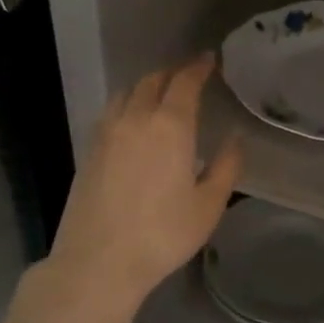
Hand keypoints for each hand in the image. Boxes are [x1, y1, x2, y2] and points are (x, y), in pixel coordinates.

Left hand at [14, 55, 241, 322]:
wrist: (98, 262)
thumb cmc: (163, 235)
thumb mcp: (208, 206)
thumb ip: (226, 167)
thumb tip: (234, 139)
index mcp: (169, 126)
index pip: (184, 82)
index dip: (198, 67)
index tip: (209, 60)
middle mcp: (135, 119)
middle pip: (152, 81)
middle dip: (172, 73)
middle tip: (188, 76)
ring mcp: (106, 133)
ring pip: (126, 93)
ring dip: (146, 86)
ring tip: (160, 96)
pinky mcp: (89, 151)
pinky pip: (111, 113)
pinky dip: (127, 105)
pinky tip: (134, 124)